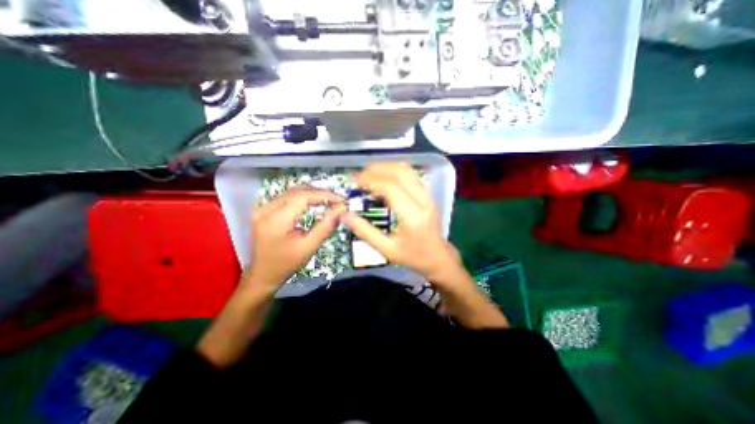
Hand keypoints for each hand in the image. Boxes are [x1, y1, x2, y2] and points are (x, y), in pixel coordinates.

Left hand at [245, 187, 344, 287]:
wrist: (262, 273)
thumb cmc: (286, 263)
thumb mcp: (309, 247)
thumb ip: (325, 226)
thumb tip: (341, 209)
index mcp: (275, 220)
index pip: (302, 197)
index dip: (324, 195)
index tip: (341, 200)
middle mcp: (265, 209)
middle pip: (297, 191)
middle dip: (320, 193)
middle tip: (337, 199)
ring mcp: (263, 207)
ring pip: (292, 191)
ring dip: (312, 193)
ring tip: (329, 199)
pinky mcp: (264, 209)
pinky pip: (287, 197)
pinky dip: (303, 197)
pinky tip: (314, 201)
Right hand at [340, 162, 459, 284]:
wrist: (438, 257)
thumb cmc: (413, 256)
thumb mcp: (386, 249)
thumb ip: (365, 232)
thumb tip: (345, 215)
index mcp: (413, 216)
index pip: (391, 188)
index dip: (371, 180)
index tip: (355, 181)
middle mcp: (423, 201)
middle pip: (400, 173)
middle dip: (377, 169)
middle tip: (359, 175)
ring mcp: (428, 195)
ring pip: (407, 170)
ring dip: (386, 167)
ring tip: (368, 173)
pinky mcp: (428, 194)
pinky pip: (412, 175)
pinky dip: (396, 170)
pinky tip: (384, 175)